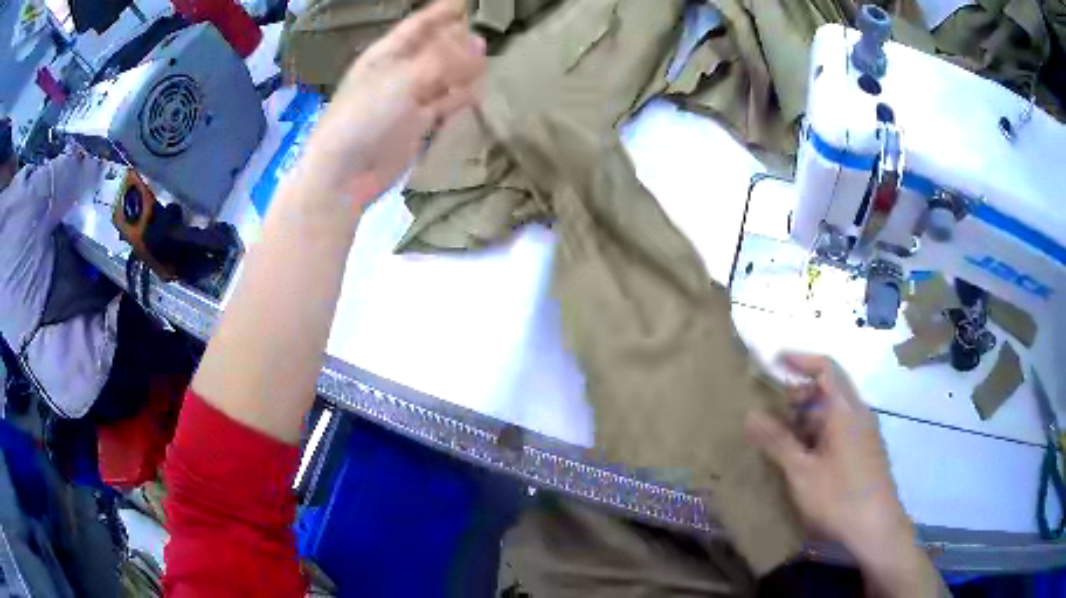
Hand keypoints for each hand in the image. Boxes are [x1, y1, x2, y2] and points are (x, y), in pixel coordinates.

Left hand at [298, 0, 485, 205]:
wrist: (346, 174)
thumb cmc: (365, 117)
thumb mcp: (403, 79)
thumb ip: (444, 61)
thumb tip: (480, 43)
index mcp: (385, 55)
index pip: (418, 25)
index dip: (442, 12)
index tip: (468, 1)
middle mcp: (398, 72)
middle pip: (433, 49)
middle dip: (456, 39)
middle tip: (484, 31)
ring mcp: (409, 98)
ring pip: (443, 75)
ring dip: (463, 67)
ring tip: (487, 57)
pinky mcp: (419, 124)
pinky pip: (446, 102)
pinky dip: (461, 95)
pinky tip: (478, 88)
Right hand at [746, 355, 942, 596]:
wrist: (875, 528)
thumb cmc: (838, 497)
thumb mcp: (801, 471)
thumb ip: (777, 441)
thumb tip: (750, 414)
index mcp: (845, 410)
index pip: (825, 367)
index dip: (800, 359)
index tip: (774, 361)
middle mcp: (859, 414)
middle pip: (830, 389)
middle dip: (800, 394)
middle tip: (773, 412)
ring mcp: (866, 433)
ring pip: (835, 412)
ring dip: (809, 417)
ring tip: (784, 440)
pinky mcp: (867, 451)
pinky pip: (842, 429)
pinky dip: (821, 432)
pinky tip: (806, 459)